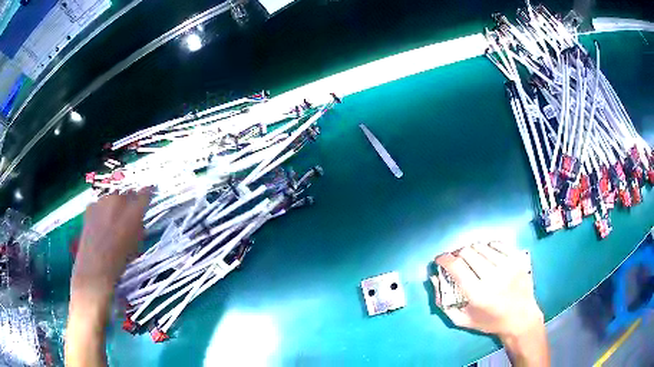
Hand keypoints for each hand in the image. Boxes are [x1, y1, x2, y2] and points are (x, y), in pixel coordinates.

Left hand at [71, 189, 151, 302]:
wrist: (94, 266)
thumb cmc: (119, 260)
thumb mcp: (136, 245)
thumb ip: (138, 227)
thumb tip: (137, 219)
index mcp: (133, 211)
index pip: (145, 193)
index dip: (147, 192)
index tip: (149, 192)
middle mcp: (118, 199)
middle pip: (127, 193)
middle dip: (129, 201)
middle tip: (127, 215)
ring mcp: (102, 201)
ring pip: (112, 198)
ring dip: (114, 205)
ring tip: (112, 221)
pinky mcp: (90, 205)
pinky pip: (100, 204)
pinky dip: (102, 211)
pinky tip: (100, 224)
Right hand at [431, 242, 548, 365]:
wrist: (520, 318)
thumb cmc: (489, 322)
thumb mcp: (462, 320)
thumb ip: (443, 302)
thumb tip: (433, 277)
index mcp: (478, 294)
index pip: (456, 267)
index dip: (444, 259)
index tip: (439, 259)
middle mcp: (494, 277)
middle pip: (468, 253)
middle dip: (456, 254)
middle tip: (455, 260)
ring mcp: (508, 266)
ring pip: (482, 246)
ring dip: (471, 250)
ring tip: (470, 258)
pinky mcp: (517, 259)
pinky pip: (497, 244)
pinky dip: (487, 246)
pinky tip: (486, 254)